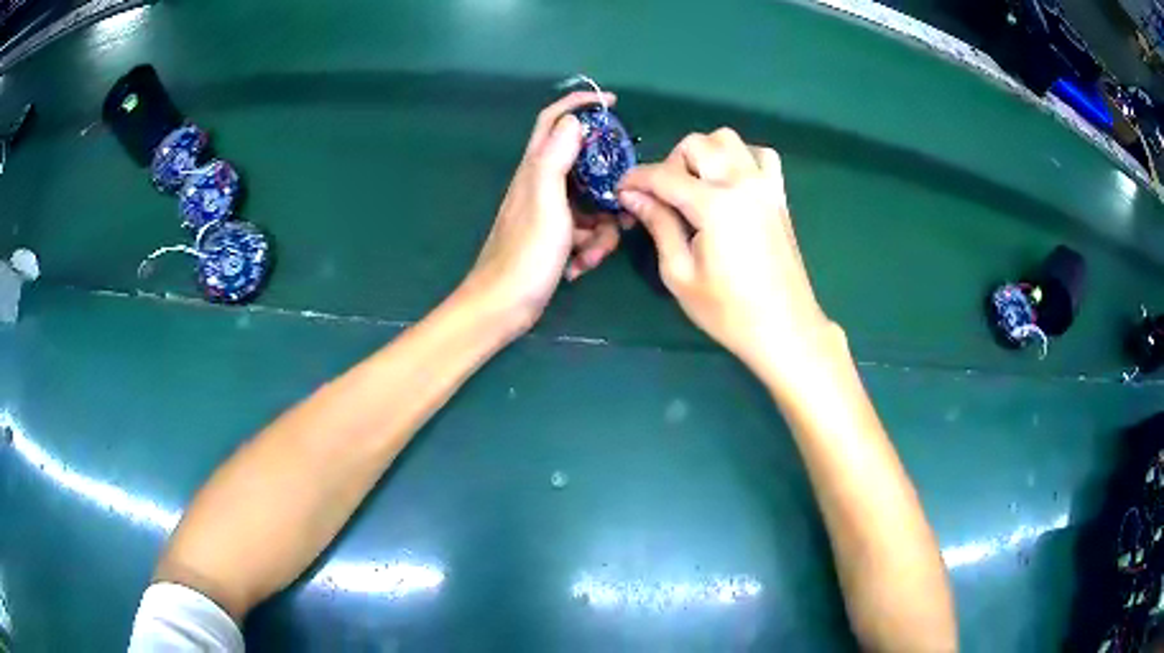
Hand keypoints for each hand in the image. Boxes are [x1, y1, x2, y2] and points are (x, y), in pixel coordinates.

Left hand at [462, 92, 623, 335]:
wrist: (504, 306)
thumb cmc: (526, 253)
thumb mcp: (546, 200)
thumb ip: (557, 157)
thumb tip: (575, 120)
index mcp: (536, 168)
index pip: (555, 120)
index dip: (580, 104)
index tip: (612, 102)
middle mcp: (542, 184)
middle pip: (587, 166)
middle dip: (610, 186)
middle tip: (624, 207)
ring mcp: (549, 212)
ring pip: (592, 203)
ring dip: (602, 228)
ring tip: (593, 254)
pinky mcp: (555, 237)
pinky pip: (586, 230)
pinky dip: (590, 247)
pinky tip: (580, 267)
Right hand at [618, 128, 840, 381]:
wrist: (784, 328)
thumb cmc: (728, 312)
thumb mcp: (680, 274)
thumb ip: (659, 225)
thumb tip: (632, 196)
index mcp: (715, 205)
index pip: (664, 175)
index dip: (636, 179)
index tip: (621, 192)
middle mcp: (742, 183)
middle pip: (696, 144)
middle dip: (670, 162)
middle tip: (663, 197)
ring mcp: (765, 185)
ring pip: (727, 139)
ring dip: (704, 153)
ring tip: (696, 187)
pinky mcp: (779, 195)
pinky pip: (760, 155)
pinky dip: (740, 158)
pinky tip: (731, 183)